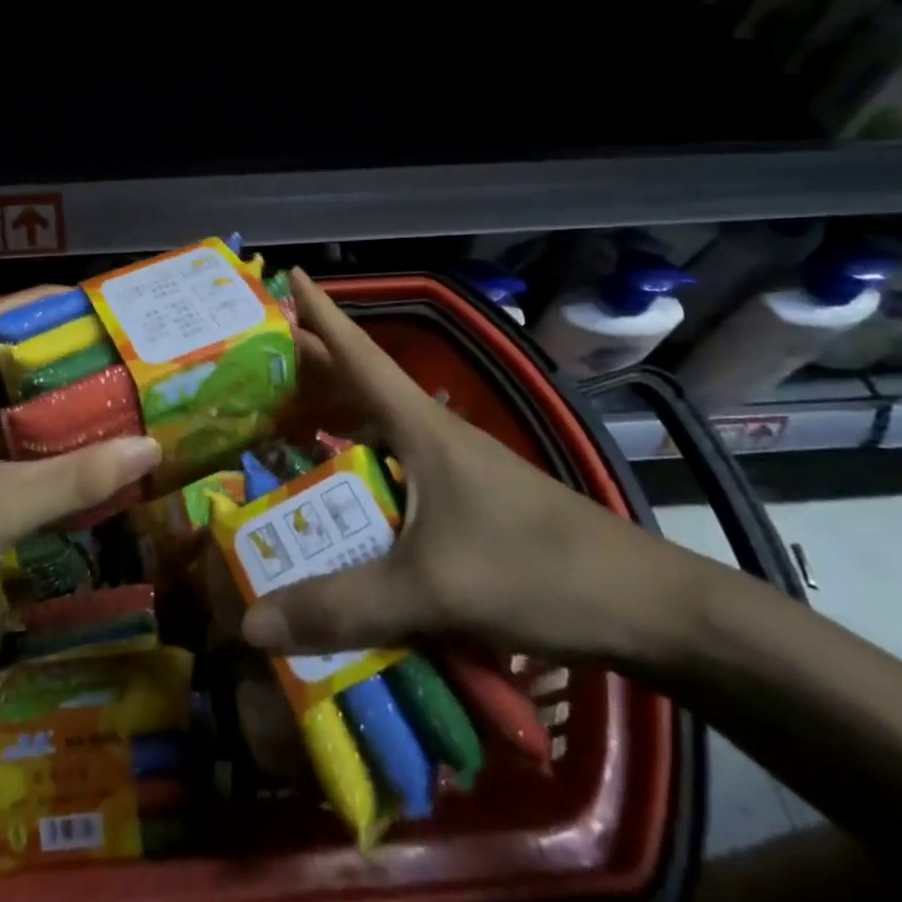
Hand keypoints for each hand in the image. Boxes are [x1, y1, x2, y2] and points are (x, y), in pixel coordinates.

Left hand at [0, 290, 161, 640]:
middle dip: (55, 352)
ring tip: (109, 390)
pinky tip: (87, 448)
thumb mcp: (3, 504)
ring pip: (10, 404)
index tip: (83, 305)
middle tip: (111, 350)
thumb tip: (149, 446)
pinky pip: (13, 443)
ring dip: (54, 397)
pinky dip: (48, 439)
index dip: (30, 306)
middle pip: (4, 361)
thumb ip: (76, 476)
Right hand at [242, 271, 700, 666]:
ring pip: (375, 432)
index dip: (321, 313)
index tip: (289, 275)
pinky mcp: (464, 508)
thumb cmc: (541, 570)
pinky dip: (354, 471)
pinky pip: (390, 475)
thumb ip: (343, 607)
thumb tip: (250, 625)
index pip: (359, 354)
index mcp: (421, 427)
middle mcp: (432, 437)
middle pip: (358, 387)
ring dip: (330, 420)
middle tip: (253, 362)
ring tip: (277, 422)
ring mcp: (451, 472)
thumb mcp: (433, 588)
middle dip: (308, 367)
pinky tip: (335, 497)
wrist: (651, 610)